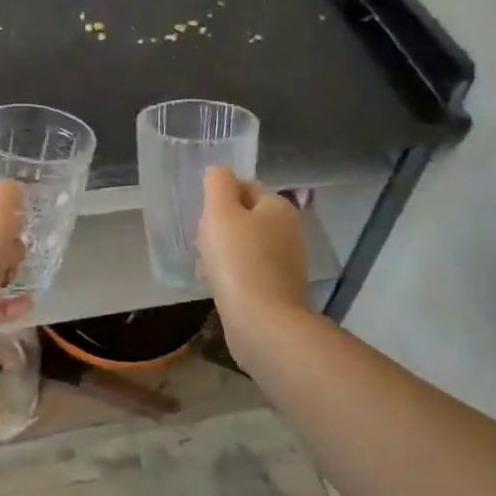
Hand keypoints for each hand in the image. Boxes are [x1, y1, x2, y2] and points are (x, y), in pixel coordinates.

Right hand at [198, 167, 307, 325]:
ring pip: (247, 245)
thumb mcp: (220, 211)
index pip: (243, 188)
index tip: (204, 221)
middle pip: (245, 217)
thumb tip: (219, 172)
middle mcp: (291, 230)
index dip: (218, 200)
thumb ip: (218, 183)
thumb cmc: (238, 260)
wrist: (262, 322)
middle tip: (204, 245)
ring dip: (226, 252)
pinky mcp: (282, 289)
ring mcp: (289, 262)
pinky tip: (222, 286)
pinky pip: (251, 271)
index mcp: (279, 207)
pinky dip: (235, 275)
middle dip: (221, 228)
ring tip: (209, 268)